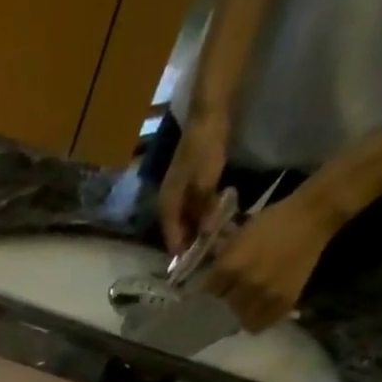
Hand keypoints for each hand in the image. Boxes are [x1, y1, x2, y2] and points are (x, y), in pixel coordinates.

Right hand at [157, 114, 230, 255]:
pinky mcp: (189, 182)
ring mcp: (178, 191)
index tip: (192, 267)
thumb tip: (205, 235)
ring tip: (212, 240)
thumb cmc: (204, 148)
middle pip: (177, 230)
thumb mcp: (206, 182)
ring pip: (186, 219)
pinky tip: (214, 219)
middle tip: (206, 256)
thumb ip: (205, 210)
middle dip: (190, 243)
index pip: (171, 237)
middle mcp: (168, 201)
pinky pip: (193, 207)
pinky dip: (201, 216)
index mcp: (167, 204)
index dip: (181, 252)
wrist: (208, 114)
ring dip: (196, 230)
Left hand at [204, 185, 345, 331]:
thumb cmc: (273, 221)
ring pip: (241, 320)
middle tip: (228, 299)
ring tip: (243, 307)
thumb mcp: (239, 236)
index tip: (211, 292)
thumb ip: (222, 259)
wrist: (313, 216)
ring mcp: (266, 295)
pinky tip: (256, 313)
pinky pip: (262, 324)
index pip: (208, 293)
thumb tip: (209, 277)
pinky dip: (257, 321)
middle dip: (223, 303)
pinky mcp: (285, 301)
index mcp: (231, 267)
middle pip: (223, 308)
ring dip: (240, 315)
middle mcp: (246, 285)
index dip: (209, 292)